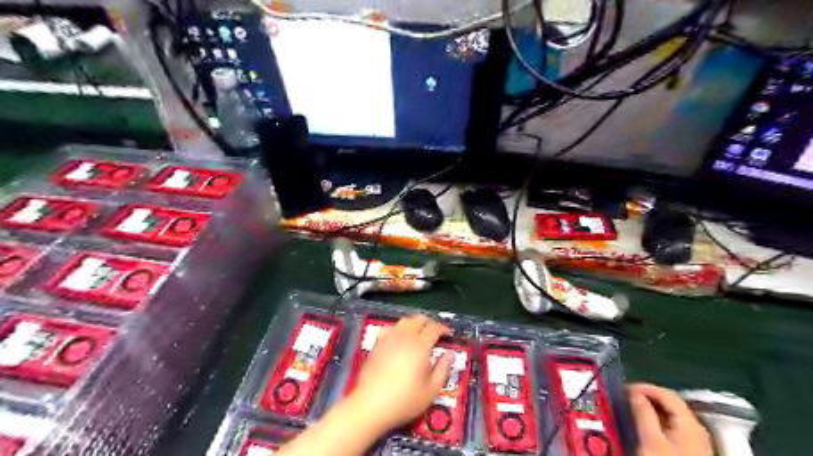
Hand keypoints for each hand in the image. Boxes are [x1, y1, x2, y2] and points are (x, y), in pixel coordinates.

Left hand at [345, 316, 453, 431]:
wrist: (370, 405)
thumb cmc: (404, 400)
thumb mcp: (431, 390)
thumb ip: (443, 369)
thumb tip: (450, 354)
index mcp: (420, 346)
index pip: (434, 328)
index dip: (443, 328)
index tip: (449, 334)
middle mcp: (404, 337)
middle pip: (419, 319)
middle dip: (430, 323)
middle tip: (436, 333)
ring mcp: (389, 338)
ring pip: (404, 321)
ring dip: (415, 323)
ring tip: (419, 333)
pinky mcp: (377, 344)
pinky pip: (390, 327)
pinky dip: (399, 328)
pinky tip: (399, 337)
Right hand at [628, 385, 711, 455]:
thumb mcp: (650, 439)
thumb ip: (643, 412)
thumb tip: (635, 394)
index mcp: (689, 423)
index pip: (666, 393)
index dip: (644, 387)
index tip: (624, 389)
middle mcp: (695, 430)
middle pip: (669, 404)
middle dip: (645, 399)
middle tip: (625, 399)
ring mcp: (694, 443)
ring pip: (669, 417)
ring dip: (648, 412)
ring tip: (630, 413)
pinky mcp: (689, 453)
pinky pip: (670, 430)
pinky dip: (654, 424)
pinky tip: (643, 430)